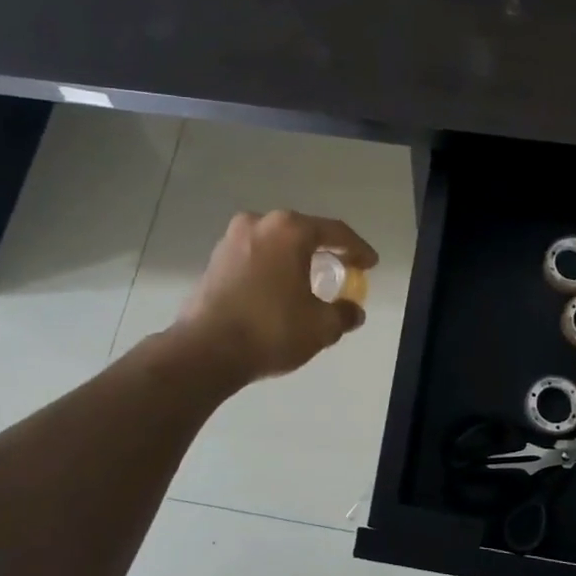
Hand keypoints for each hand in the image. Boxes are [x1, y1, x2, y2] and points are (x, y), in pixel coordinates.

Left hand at [178, 210, 377, 383]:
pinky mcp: (214, 261)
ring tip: (310, 281)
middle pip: (303, 232)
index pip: (335, 232)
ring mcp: (231, 240)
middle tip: (343, 269)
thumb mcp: (320, 326)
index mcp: (289, 230)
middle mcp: (259, 224)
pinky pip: (255, 258)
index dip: (358, 249)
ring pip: (276, 244)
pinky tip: (280, 290)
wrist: (205, 351)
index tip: (371, 264)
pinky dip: (272, 269)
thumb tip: (354, 311)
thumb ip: (343, 314)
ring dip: (295, 259)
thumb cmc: (270, 329)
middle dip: (325, 251)